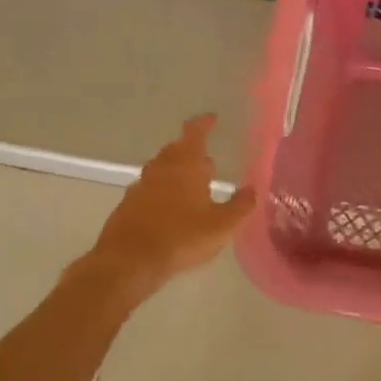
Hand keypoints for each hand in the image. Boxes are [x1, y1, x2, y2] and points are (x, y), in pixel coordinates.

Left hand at [87, 115, 257, 290]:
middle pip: (176, 149)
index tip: (212, 119)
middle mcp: (161, 168)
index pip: (194, 132)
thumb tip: (253, 189)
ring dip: (176, 173)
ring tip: (191, 187)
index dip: (204, 123)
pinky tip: (170, 211)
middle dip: (191, 151)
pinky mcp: (127, 205)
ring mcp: (140, 186)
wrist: (129, 262)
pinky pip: (149, 190)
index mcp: (186, 165)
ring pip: (161, 169)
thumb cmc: (181, 237)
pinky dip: (161, 193)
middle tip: (208, 163)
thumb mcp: (222, 225)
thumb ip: (240, 205)